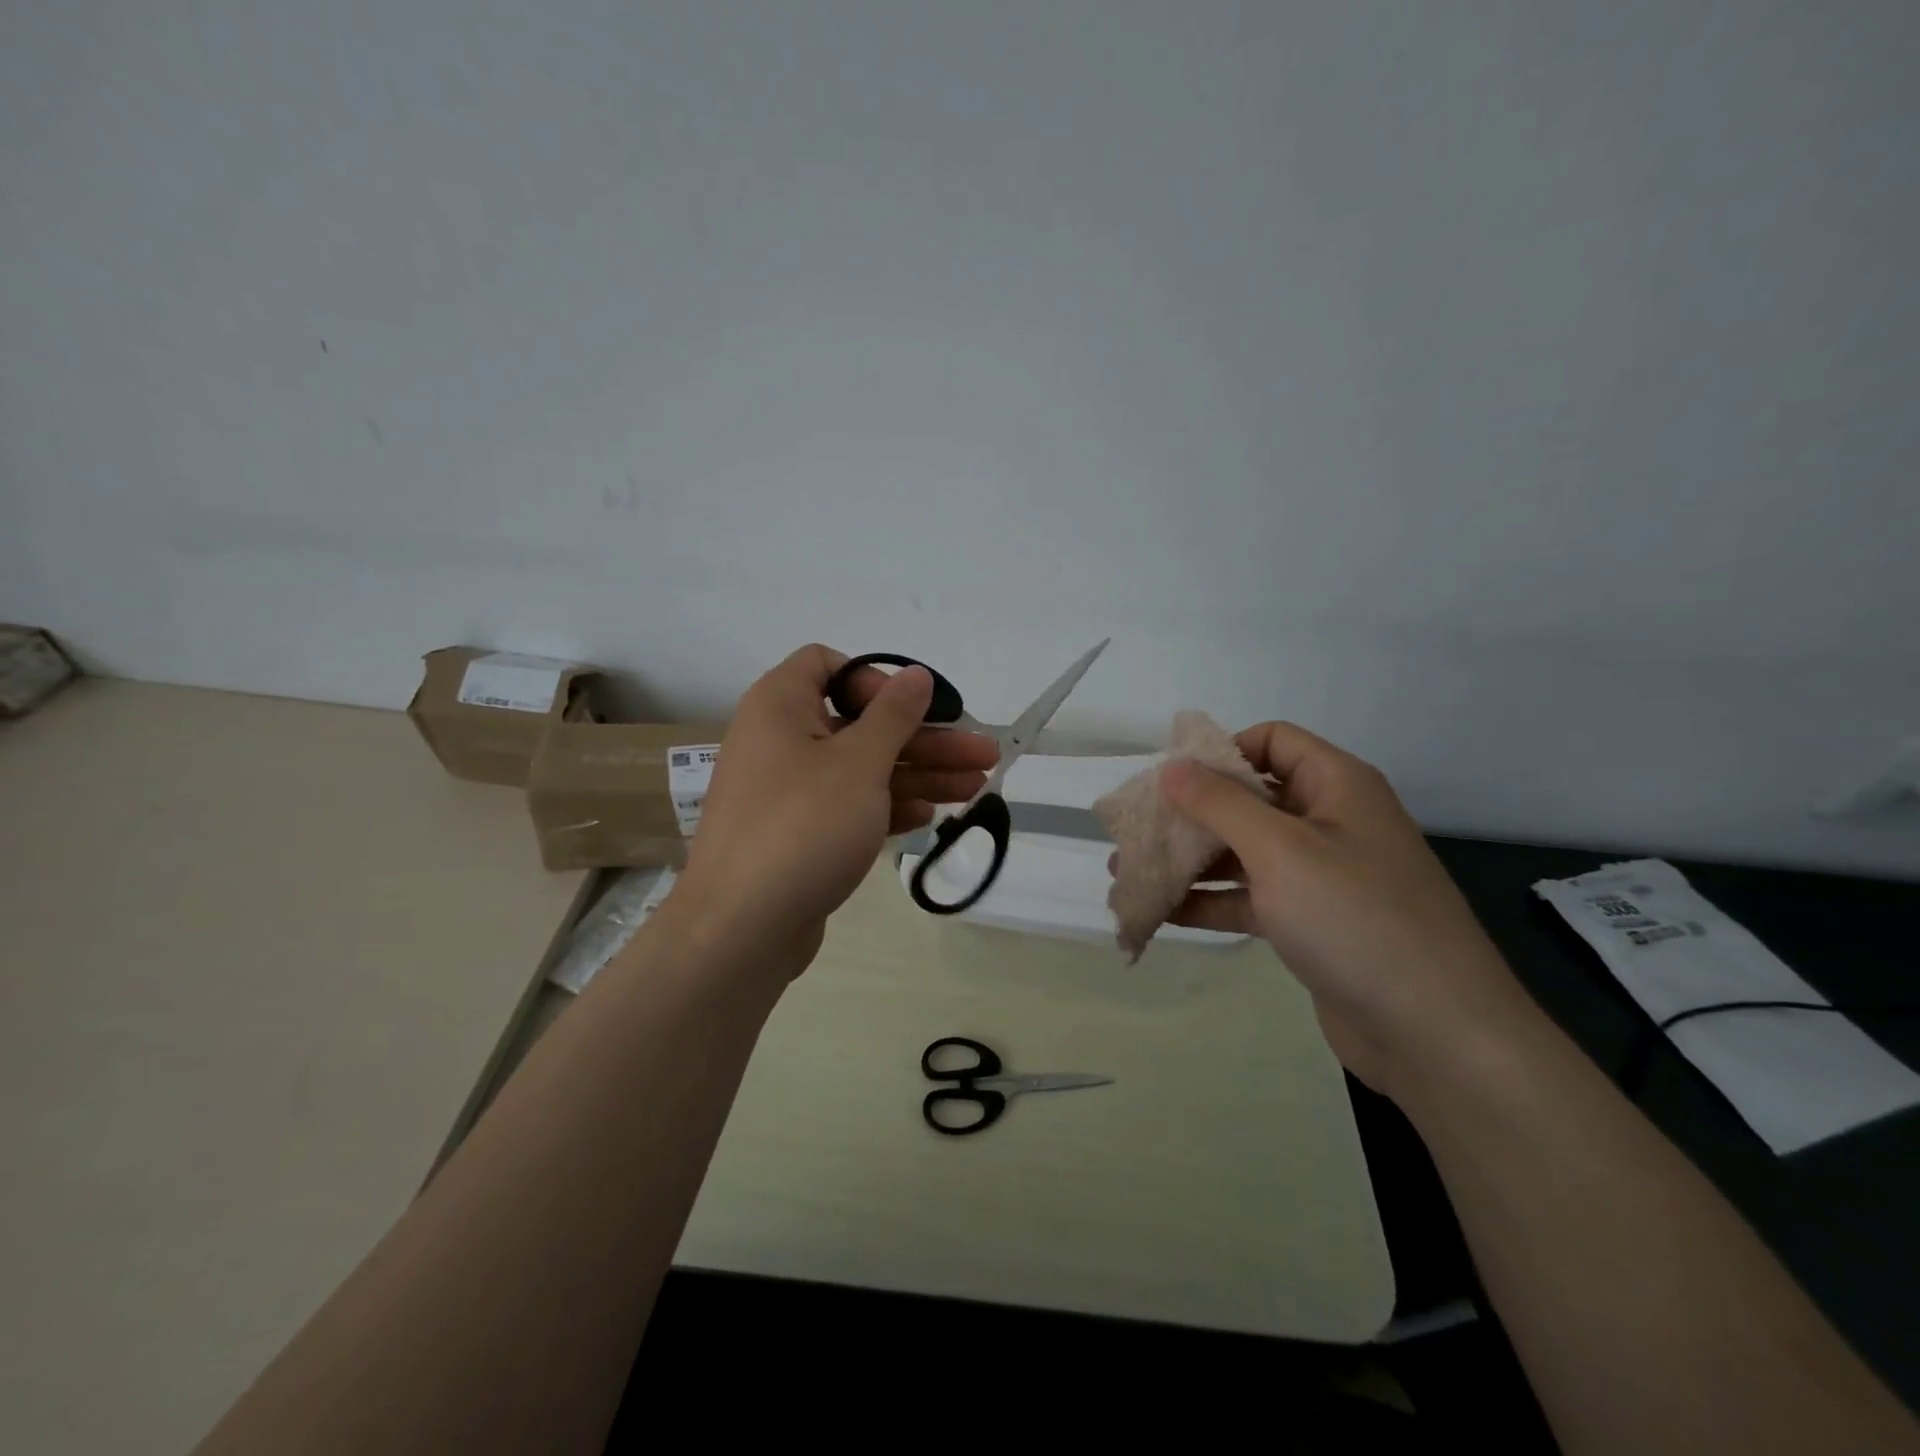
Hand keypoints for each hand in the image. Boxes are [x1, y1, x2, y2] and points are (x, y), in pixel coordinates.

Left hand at [677, 645, 997, 974]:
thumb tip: (915, 675)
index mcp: (781, 705)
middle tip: (982, 753)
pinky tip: (930, 816)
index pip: (827, 664)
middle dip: (925, 739)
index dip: (874, 680)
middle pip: (861, 723)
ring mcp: (789, 792)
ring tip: (977, 786)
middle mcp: (781, 740)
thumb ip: (894, 715)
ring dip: (919, 774)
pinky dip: (887, 806)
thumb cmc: (803, 825)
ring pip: (862, 769)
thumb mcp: (859, 762)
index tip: (913, 708)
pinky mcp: (798, 835)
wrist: (741, 928)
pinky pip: (849, 807)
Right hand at [1141, 722, 1538, 1093]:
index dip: (1220, 753)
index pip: (1271, 741)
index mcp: (1336, 786)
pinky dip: (1210, 901)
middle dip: (1190, 814)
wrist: (1436, 1034)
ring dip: (1191, 860)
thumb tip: (1172, 766)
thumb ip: (1220, 804)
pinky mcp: (1312, 924)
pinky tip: (1163, 913)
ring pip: (1245, 852)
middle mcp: (1330, 822)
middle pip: (1250, 799)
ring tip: (1130, 872)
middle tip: (1135, 831)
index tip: (1169, 780)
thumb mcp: (1280, 850)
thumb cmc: (1356, 919)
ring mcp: (1322, 876)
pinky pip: (1252, 898)